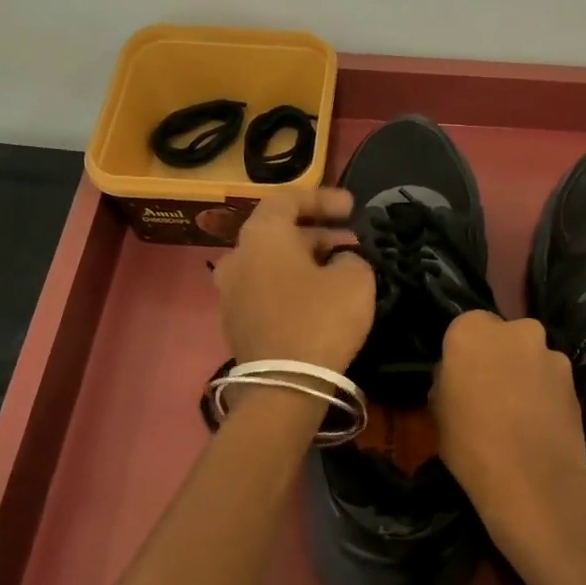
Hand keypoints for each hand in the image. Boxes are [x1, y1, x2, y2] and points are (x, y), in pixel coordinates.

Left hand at [214, 188, 374, 372]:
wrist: (284, 385)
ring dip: (305, 261)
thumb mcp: (355, 280)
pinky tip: (318, 298)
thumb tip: (339, 262)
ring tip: (339, 269)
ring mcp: (230, 292)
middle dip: (317, 233)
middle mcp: (237, 257)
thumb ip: (351, 258)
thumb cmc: (320, 319)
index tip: (352, 207)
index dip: (323, 199)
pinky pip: (266, 290)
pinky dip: (291, 285)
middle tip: (351, 241)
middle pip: (278, 232)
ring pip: (272, 263)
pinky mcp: (235, 323)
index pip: (288, 199)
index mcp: (261, 235)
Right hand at [430, 311, 585, 545]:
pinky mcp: (576, 379)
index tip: (461, 378)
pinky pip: (552, 379)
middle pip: (503, 336)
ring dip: (525, 374)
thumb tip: (459, 377)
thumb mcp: (438, 410)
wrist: (531, 479)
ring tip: (519, 413)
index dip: (463, 354)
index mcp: (472, 330)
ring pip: (531, 357)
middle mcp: (516, 329)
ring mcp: (551, 353)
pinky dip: (546, 393)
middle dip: (499, 357)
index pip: (464, 328)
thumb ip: (448, 380)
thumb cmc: (469, 443)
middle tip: (491, 392)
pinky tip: (540, 424)